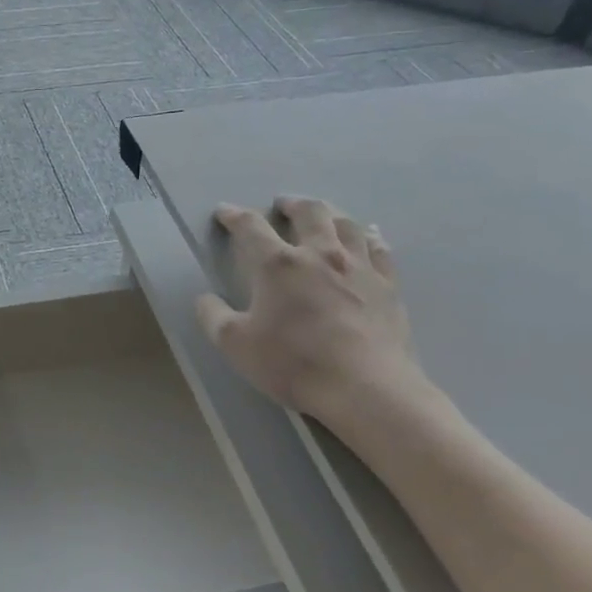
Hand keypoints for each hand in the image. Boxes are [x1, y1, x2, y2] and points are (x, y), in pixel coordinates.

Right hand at [195, 197, 426, 427]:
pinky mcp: (387, 285)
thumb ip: (213, 317)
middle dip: (291, 204)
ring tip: (322, 214)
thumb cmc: (294, 363)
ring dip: (330, 212)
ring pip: (346, 223)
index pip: (250, 227)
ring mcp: (359, 267)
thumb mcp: (236, 345)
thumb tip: (204, 299)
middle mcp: (320, 254)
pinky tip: (367, 237)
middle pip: (309, 212)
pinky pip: (379, 248)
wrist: (365, 388)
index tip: (224, 212)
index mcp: (278, 265)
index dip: (234, 216)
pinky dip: (368, 236)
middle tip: (282, 205)